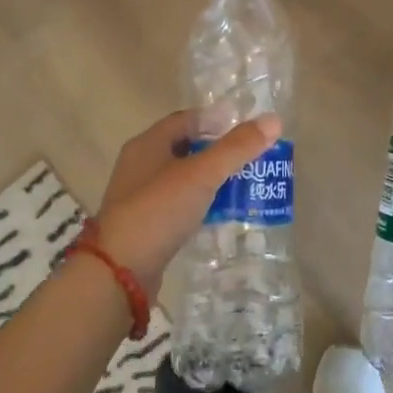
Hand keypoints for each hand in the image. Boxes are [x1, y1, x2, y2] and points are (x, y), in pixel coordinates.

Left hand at [94, 110, 281, 295]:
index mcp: (148, 144)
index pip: (186, 120)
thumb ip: (237, 148)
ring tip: (242, 186)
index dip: (215, 121)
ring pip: (181, 178)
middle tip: (250, 159)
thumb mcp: (202, 175)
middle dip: (217, 152)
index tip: (246, 130)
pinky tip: (218, 215)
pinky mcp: (144, 226)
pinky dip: (199, 204)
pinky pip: (177, 205)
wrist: (119, 272)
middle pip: (184, 148)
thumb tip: (273, 120)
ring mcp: (139, 197)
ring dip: (209, 180)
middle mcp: (139, 165)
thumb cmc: (159, 211)